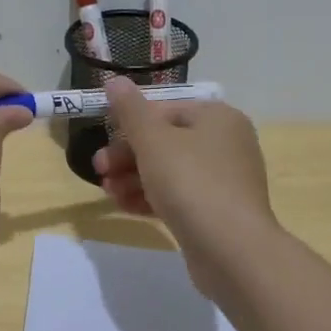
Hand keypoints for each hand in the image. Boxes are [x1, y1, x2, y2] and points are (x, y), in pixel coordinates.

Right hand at [93, 76, 280, 294]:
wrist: (231, 250)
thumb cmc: (190, 182)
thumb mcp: (152, 140)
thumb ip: (130, 109)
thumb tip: (114, 80)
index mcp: (216, 118)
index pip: (165, 110)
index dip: (130, 124)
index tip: (102, 140)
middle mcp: (225, 144)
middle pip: (165, 141)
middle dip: (127, 155)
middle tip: (99, 170)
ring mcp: (223, 181)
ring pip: (169, 171)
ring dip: (133, 178)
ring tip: (108, 192)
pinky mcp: (216, 212)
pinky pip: (178, 197)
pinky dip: (150, 198)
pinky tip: (124, 206)